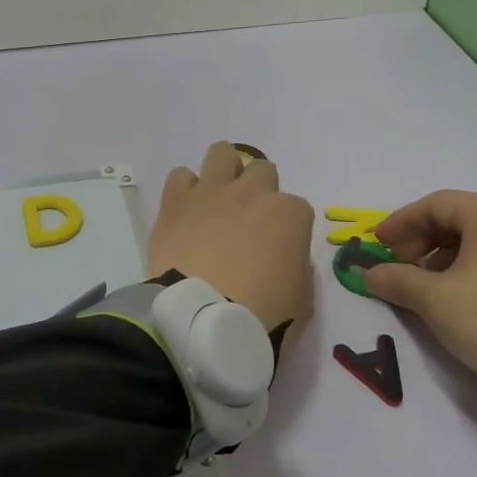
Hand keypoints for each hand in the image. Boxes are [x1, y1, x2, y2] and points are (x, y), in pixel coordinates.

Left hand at [148, 142, 314, 335]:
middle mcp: (253, 193)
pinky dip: (184, 191)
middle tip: (244, 224)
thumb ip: (299, 271)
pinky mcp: (175, 202)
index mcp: (290, 215)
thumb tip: (286, 259)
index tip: (275, 251)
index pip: (296, 210)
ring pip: (222, 154)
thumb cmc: (261, 316)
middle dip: (256, 193)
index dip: (285, 230)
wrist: (203, 322)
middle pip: (261, 171)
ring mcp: (212, 193)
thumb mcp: (301, 301)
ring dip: (223, 173)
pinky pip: (180, 176)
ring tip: (214, 203)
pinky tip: (185, 213)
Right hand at [362, 191, 476, 405]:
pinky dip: (466, 269)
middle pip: (456, 218)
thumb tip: (368, 274)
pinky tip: (456, 298)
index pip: (435, 204)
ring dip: (441, 258)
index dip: (400, 222)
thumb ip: (397, 281)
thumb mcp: (436, 301)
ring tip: (423, 288)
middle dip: (420, 240)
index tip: (376, 246)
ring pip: (476, 240)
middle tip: (398, 268)